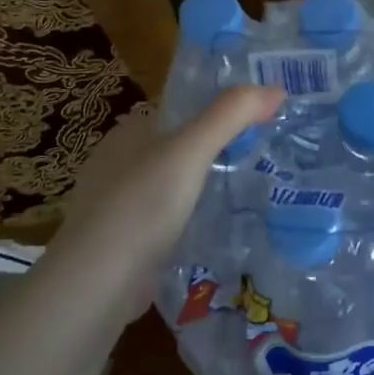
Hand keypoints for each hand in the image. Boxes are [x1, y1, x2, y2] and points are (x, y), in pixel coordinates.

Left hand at [49, 85, 284, 287]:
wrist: (97, 285)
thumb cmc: (141, 206)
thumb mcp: (190, 151)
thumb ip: (230, 116)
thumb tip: (276, 88)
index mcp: (128, 133)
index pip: (179, 110)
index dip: (217, 109)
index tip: (259, 117)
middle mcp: (118, 164)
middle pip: (178, 148)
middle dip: (215, 151)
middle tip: (266, 155)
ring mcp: (118, 207)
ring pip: (173, 186)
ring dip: (204, 188)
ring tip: (253, 191)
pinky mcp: (125, 244)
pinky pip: (168, 222)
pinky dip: (192, 221)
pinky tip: (220, 230)